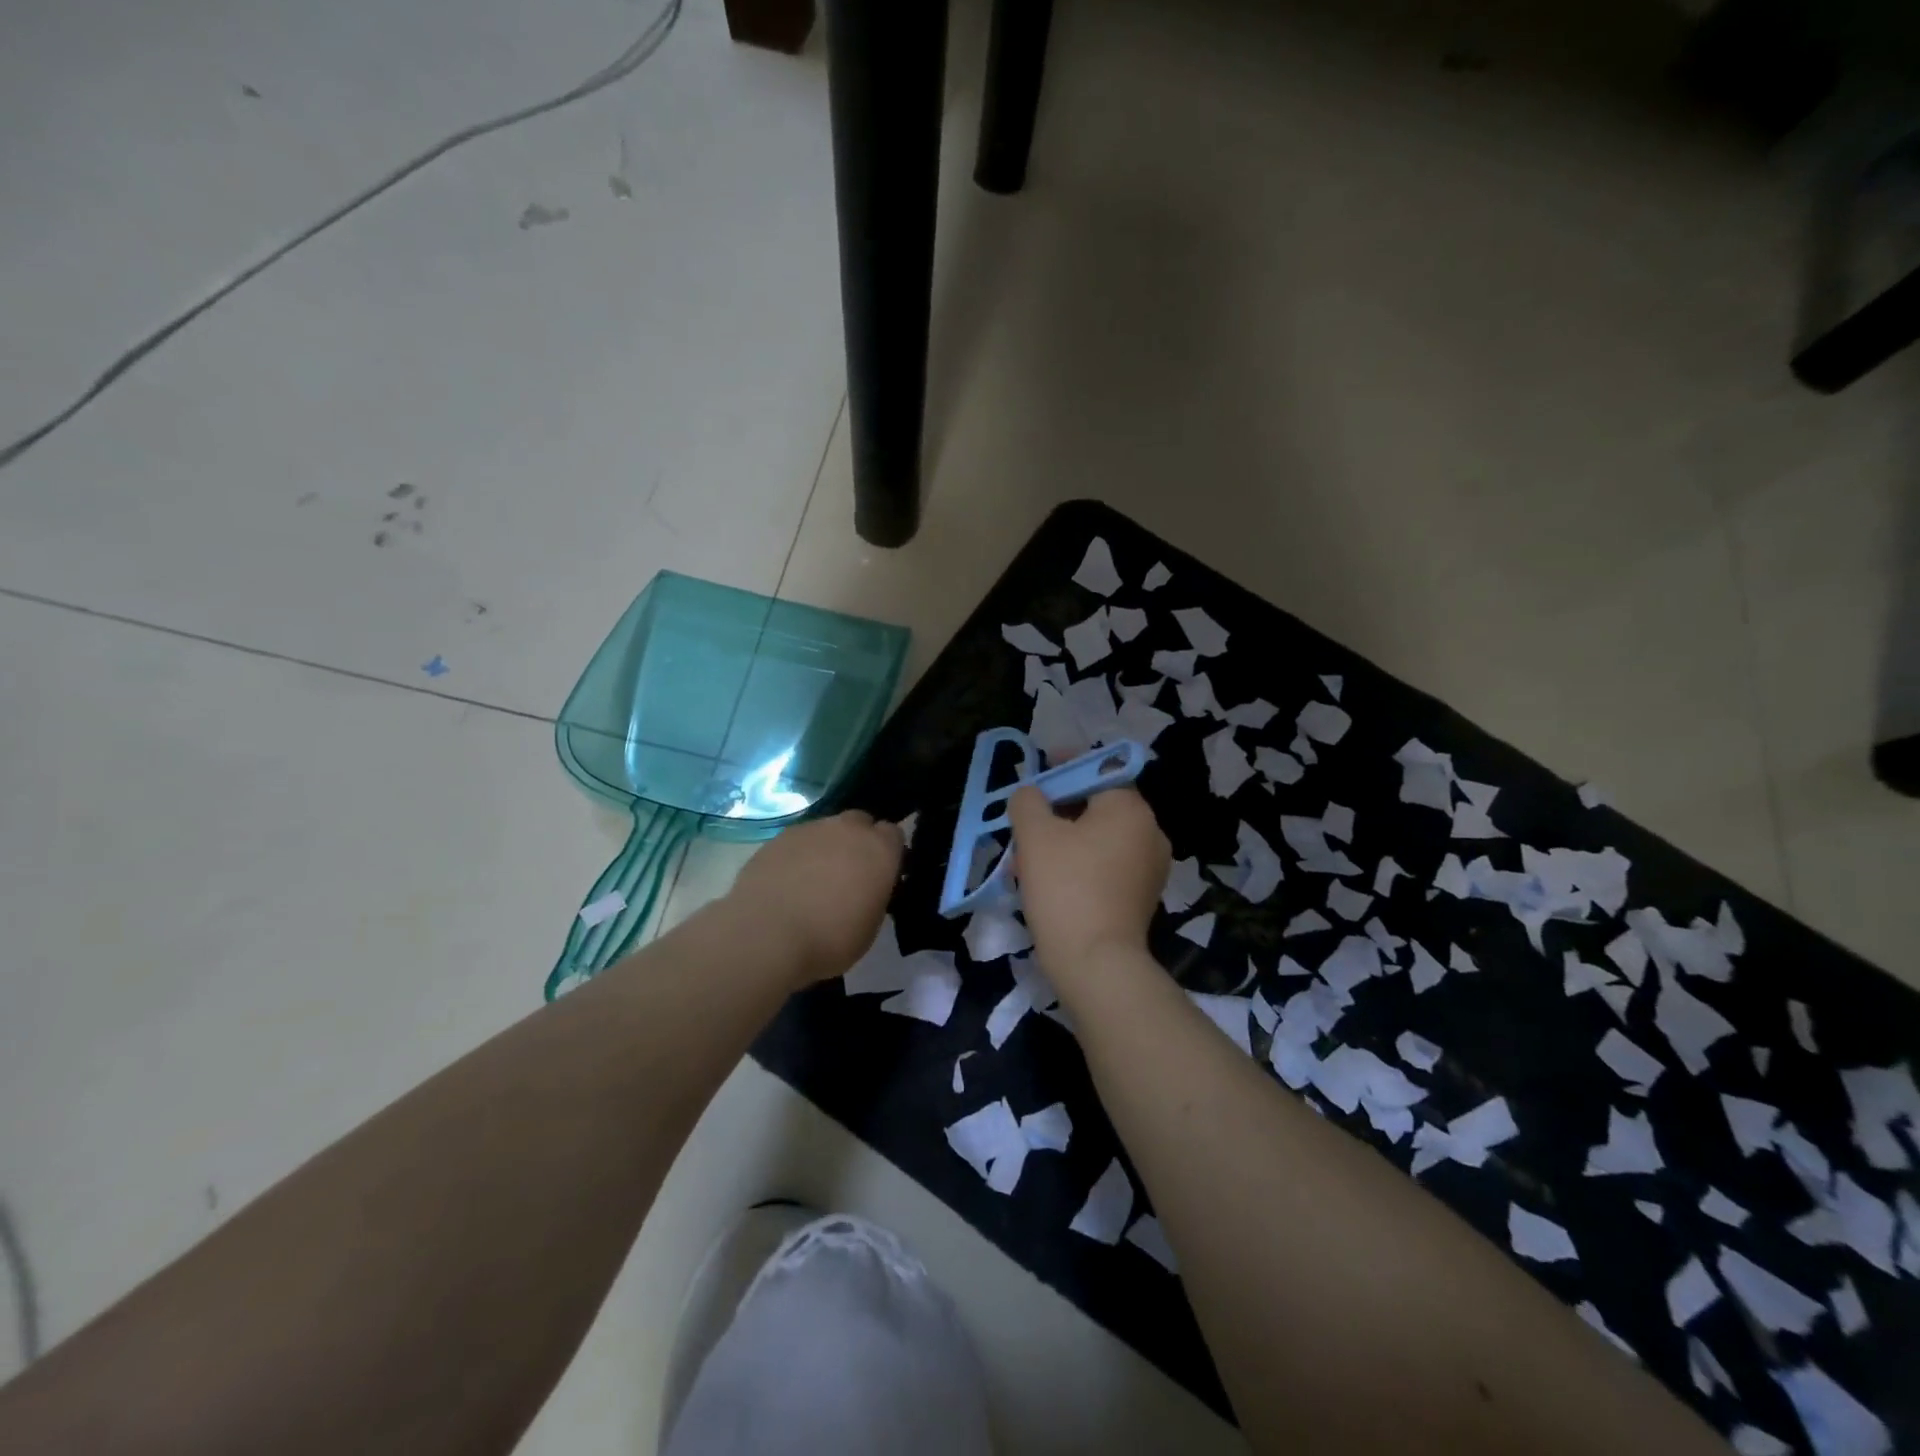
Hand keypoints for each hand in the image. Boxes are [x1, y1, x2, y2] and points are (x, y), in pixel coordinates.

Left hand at [726, 811, 903, 984]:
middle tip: (849, 874)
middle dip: (858, 841)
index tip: (881, 875)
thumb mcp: (871, 925)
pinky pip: (797, 842)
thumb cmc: (830, 939)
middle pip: (860, 822)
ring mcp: (809, 830)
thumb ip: (874, 895)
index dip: (888, 853)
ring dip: (826, 848)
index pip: (894, 834)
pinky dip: (797, 857)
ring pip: (826, 830)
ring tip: (813, 882)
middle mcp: (847, 829)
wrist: (767, 936)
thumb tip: (866, 888)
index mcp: (879, 849)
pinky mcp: (777, 839)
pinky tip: (786, 884)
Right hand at [1009, 786, 1169, 988]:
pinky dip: (1080, 865)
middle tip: (1026, 822)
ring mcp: (1151, 867)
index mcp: (1130, 808)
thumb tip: (1031, 795)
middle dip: (1059, 810)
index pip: (1097, 770)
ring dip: (1065, 840)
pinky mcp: (1143, 897)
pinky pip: (1107, 866)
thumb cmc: (1066, 887)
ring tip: (1028, 858)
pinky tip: (1049, 883)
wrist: (1096, 963)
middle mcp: (1150, 831)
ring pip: (1099, 839)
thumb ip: (1028, 802)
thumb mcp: (1035, 835)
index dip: (1065, 767)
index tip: (1038, 773)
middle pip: (1098, 806)